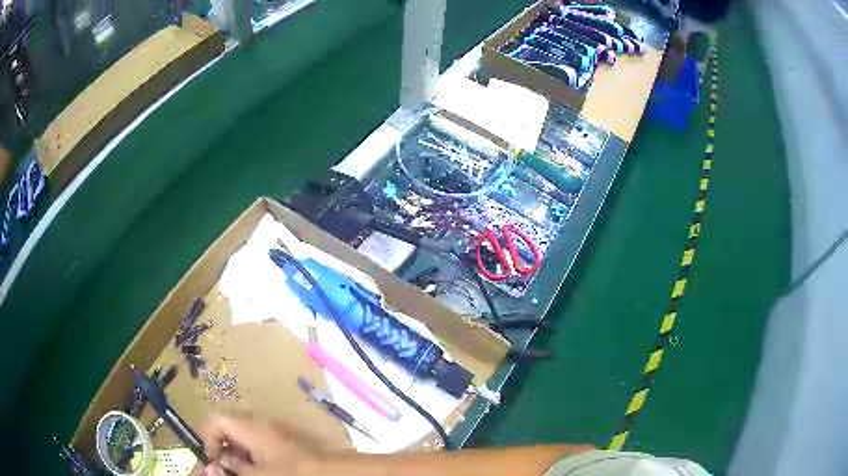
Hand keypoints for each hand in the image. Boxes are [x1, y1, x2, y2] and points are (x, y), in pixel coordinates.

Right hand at [197, 413, 319, 475]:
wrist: (329, 471)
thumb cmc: (289, 472)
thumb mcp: (256, 474)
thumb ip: (232, 467)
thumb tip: (215, 465)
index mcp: (247, 425)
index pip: (214, 420)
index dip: (206, 440)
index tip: (212, 461)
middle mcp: (257, 422)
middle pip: (227, 430)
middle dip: (220, 450)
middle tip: (222, 470)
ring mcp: (272, 430)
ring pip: (242, 438)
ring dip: (235, 455)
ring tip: (238, 471)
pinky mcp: (283, 440)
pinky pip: (257, 444)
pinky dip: (251, 456)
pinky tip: (255, 470)